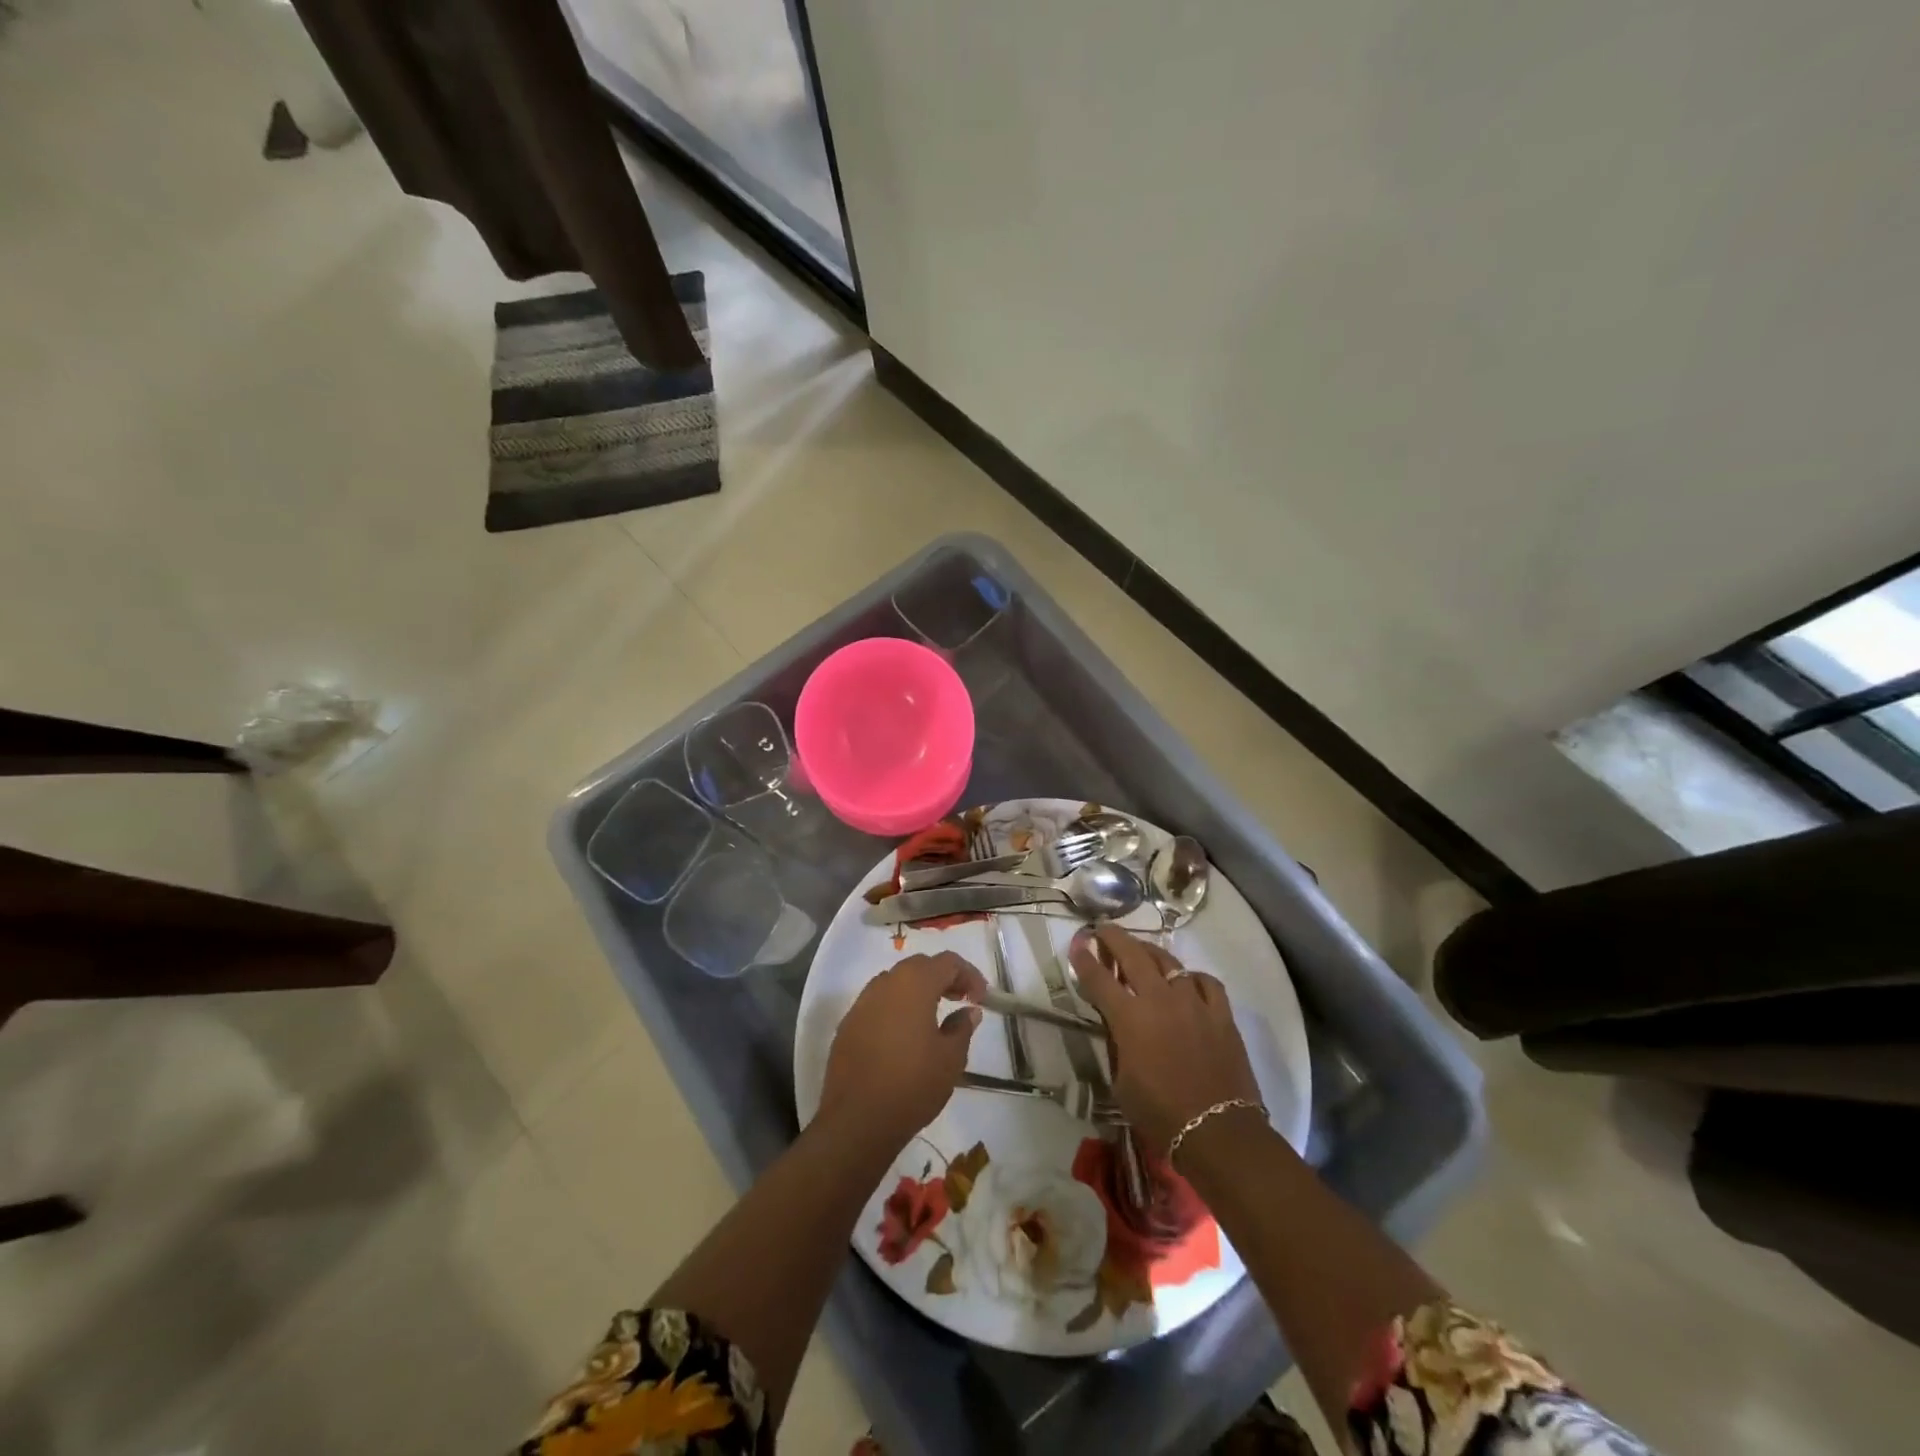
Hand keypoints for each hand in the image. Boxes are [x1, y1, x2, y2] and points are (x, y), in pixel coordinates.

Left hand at [818, 951, 987, 1152]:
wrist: (857, 1121)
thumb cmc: (912, 1084)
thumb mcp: (950, 1058)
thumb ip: (962, 1027)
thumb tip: (968, 1011)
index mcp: (914, 984)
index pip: (947, 962)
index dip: (969, 974)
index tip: (981, 998)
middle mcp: (885, 984)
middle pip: (919, 966)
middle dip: (943, 978)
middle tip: (961, 1000)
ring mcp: (862, 1003)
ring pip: (895, 983)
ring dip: (918, 991)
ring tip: (934, 1017)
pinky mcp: (848, 1025)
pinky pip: (878, 1003)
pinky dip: (896, 1008)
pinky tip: (904, 1036)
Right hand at [1069, 925, 1262, 1155]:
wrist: (1218, 1132)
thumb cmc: (1160, 1114)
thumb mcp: (1122, 1081)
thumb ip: (1118, 1044)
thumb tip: (1117, 1025)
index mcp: (1130, 1018)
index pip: (1099, 979)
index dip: (1084, 960)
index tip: (1076, 945)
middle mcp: (1160, 1000)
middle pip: (1133, 955)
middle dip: (1114, 938)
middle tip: (1102, 929)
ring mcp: (1194, 1002)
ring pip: (1169, 962)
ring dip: (1150, 952)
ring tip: (1141, 950)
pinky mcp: (1221, 1014)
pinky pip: (1206, 982)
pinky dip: (1192, 977)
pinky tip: (1187, 981)